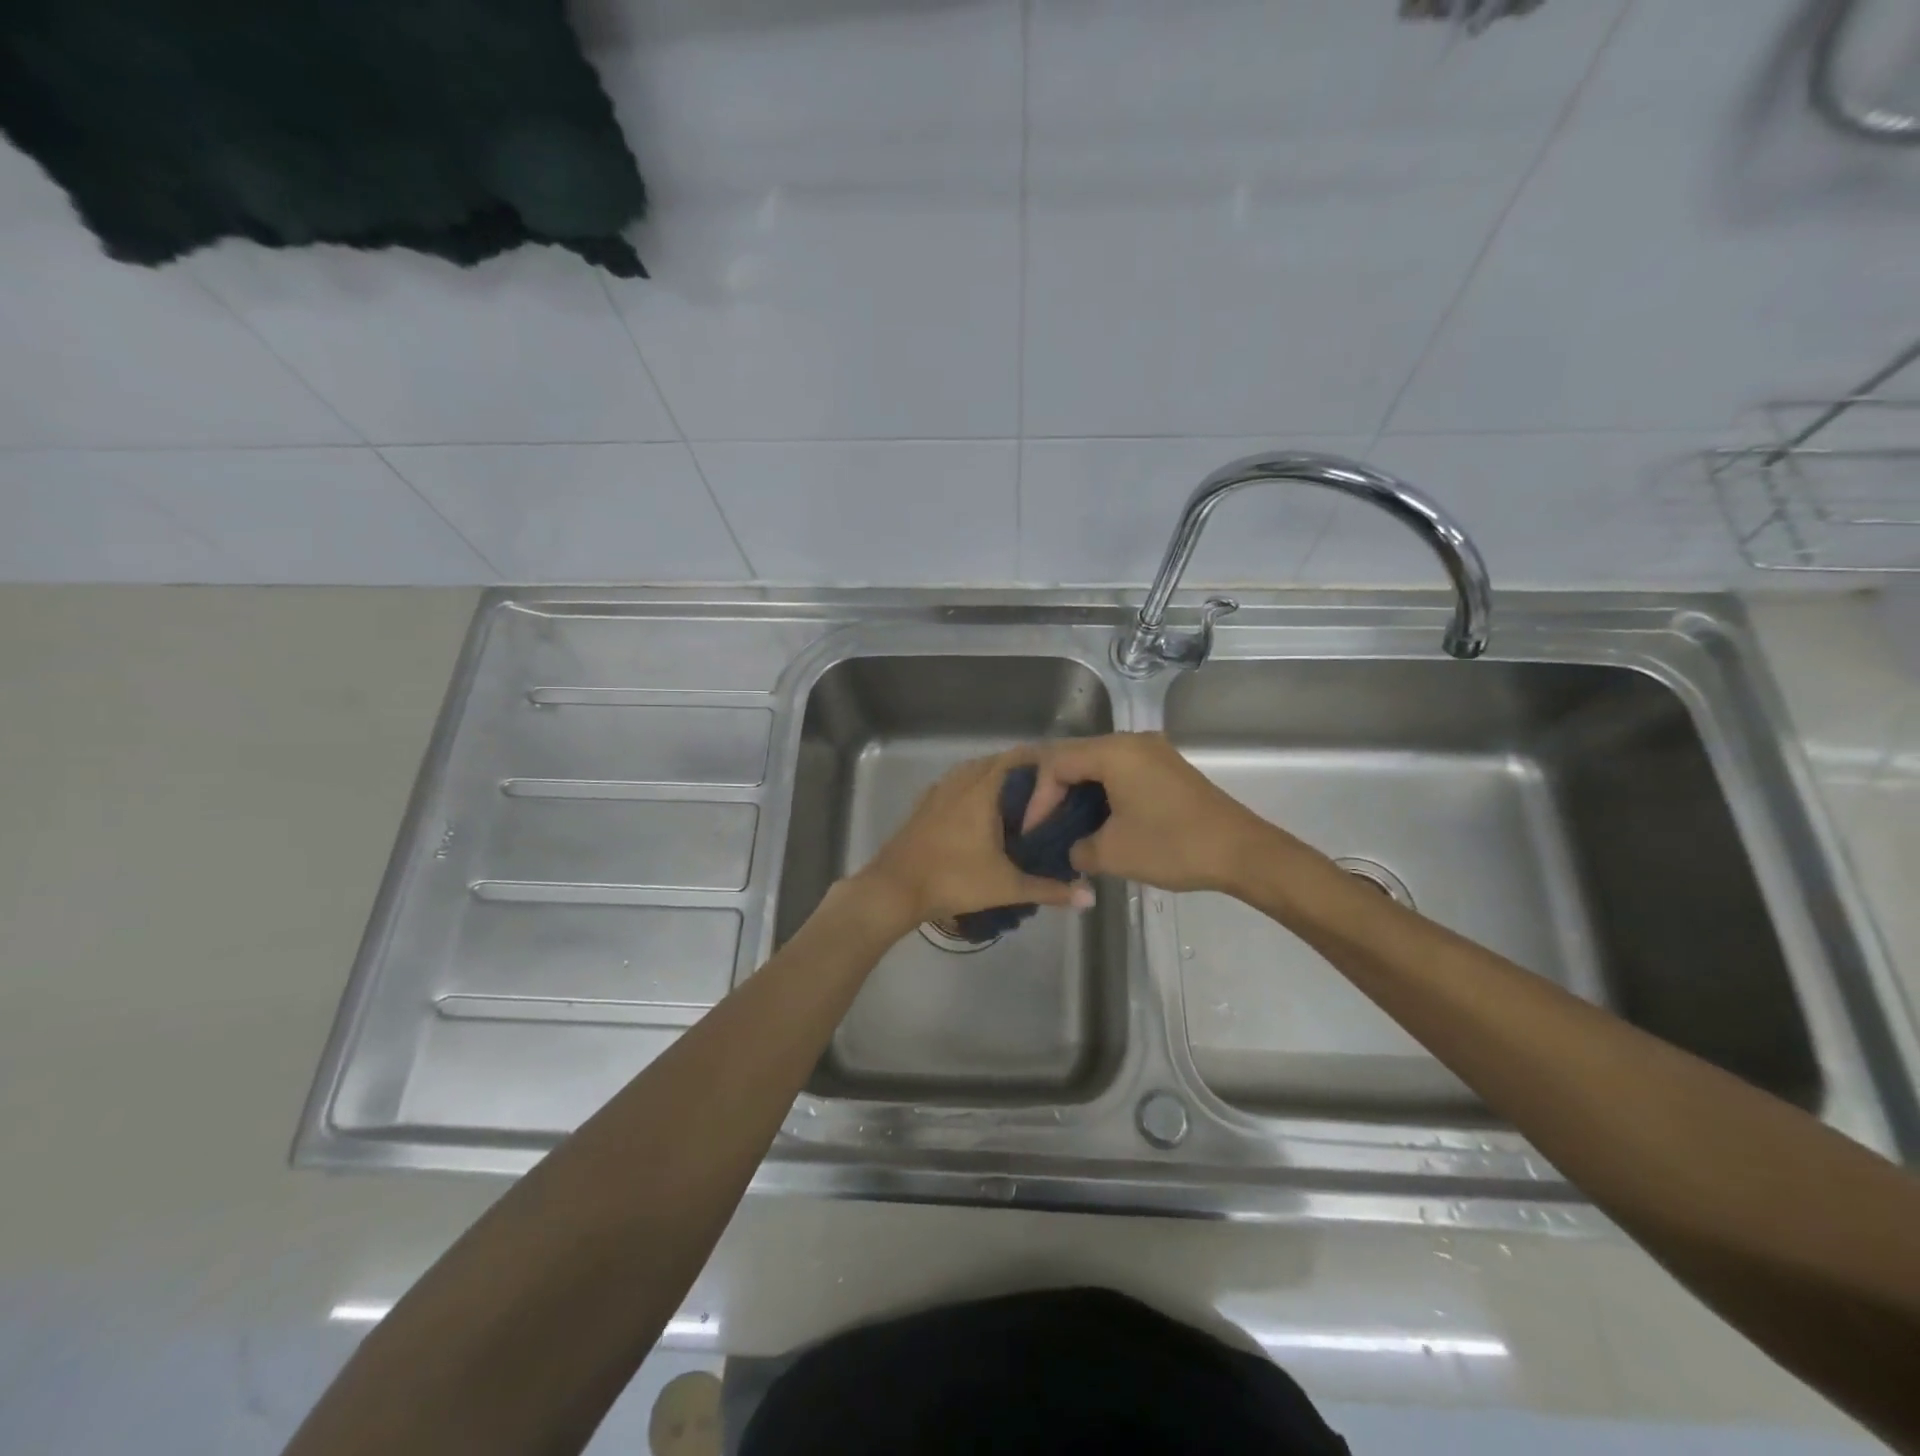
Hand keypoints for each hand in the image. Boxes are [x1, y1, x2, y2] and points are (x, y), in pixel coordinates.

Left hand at [855, 749, 1094, 929]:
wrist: (895, 888)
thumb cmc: (954, 879)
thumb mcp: (1007, 886)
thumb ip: (1050, 889)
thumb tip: (1090, 897)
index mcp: (983, 789)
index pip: (1018, 757)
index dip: (1043, 760)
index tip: (1065, 774)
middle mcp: (961, 781)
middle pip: (997, 762)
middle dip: (1022, 772)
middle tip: (1048, 792)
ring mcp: (938, 791)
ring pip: (973, 772)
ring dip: (995, 779)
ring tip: (1018, 801)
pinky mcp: (924, 805)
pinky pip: (955, 785)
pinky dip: (973, 789)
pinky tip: (981, 813)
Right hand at [1022, 732, 1275, 893]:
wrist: (1242, 852)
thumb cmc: (1172, 846)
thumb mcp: (1112, 853)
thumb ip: (1077, 848)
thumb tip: (1072, 849)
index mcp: (1114, 752)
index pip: (1057, 764)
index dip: (1038, 798)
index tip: (1033, 832)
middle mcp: (1132, 742)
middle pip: (1075, 756)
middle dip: (1053, 791)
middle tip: (1041, 823)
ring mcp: (1153, 752)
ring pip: (1098, 763)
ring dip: (1078, 792)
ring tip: (1063, 823)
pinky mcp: (1167, 768)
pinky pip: (1121, 771)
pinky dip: (1102, 791)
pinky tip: (1096, 818)